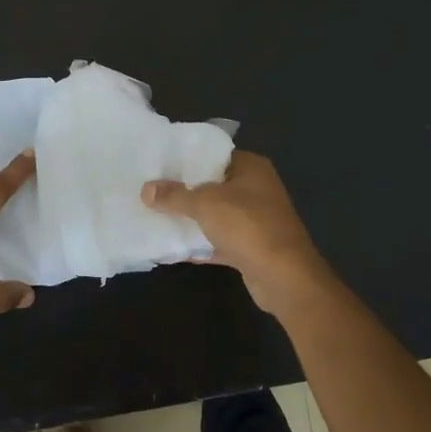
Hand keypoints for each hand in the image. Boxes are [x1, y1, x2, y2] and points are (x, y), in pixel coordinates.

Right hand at [142, 151, 330, 313]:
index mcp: (251, 168)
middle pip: (214, 186)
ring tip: (156, 217)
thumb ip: (175, 195)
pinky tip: (173, 248)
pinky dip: (201, 245)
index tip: (159, 165)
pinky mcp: (252, 248)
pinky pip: (220, 242)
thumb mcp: (204, 204)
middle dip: (185, 191)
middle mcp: (257, 190)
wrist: (283, 276)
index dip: (187, 160)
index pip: (215, 155)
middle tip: (152, 192)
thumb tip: (147, 189)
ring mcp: (256, 221)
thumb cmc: (247, 225)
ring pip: (217, 216)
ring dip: (192, 220)